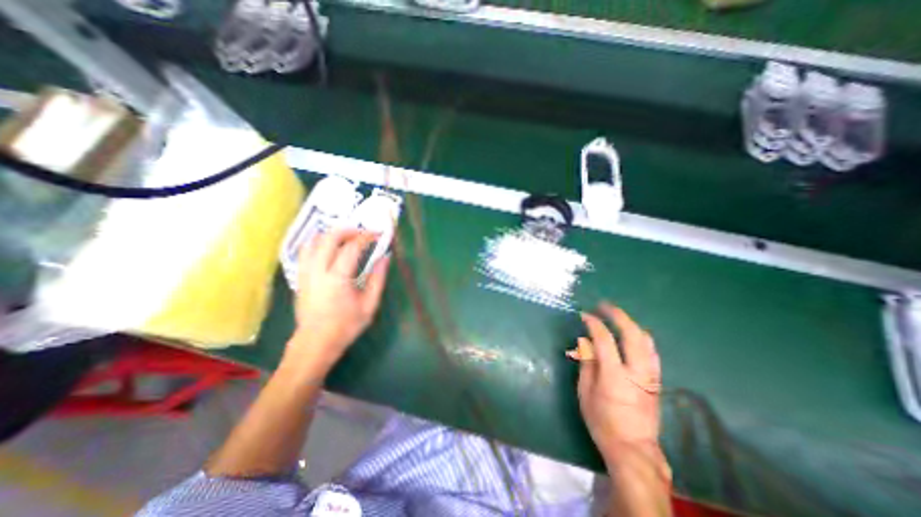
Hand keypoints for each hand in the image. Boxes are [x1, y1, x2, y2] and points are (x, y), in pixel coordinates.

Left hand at [288, 229, 387, 371]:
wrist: (315, 343)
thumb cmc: (346, 326)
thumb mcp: (369, 304)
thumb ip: (378, 279)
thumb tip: (385, 257)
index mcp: (337, 278)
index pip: (351, 247)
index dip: (366, 237)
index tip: (378, 235)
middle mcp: (318, 270)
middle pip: (329, 237)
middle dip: (348, 230)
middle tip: (362, 233)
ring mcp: (305, 273)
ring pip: (313, 241)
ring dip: (331, 235)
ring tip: (346, 239)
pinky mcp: (300, 277)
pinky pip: (306, 251)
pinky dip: (319, 244)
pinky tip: (330, 250)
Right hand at [569, 302, 662, 468]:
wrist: (633, 449)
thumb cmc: (602, 421)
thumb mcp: (585, 392)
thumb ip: (586, 363)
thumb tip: (585, 340)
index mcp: (614, 376)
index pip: (604, 340)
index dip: (594, 323)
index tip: (585, 315)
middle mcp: (636, 372)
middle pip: (632, 334)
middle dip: (617, 315)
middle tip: (604, 306)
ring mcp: (650, 376)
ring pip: (646, 340)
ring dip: (630, 324)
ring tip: (617, 317)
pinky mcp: (656, 380)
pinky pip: (651, 351)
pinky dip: (640, 337)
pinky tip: (632, 335)